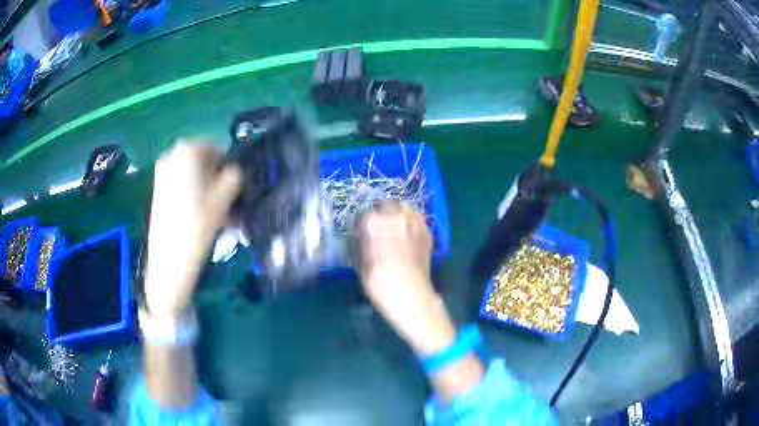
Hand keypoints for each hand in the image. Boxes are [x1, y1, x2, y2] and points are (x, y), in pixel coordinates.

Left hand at [145, 141, 241, 317]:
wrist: (169, 261)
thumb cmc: (197, 225)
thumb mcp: (225, 198)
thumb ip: (236, 176)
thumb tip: (236, 171)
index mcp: (187, 149)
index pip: (217, 149)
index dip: (230, 168)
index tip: (236, 190)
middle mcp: (172, 155)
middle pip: (204, 163)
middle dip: (218, 181)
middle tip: (228, 204)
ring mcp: (162, 173)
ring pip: (194, 177)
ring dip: (208, 191)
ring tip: (219, 216)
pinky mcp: (158, 191)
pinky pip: (183, 187)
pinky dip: (195, 197)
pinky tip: (202, 219)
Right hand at [357, 201, 455, 355]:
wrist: (410, 295)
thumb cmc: (379, 282)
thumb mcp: (360, 262)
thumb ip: (359, 242)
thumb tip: (358, 234)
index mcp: (375, 223)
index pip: (365, 213)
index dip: (363, 223)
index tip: (362, 231)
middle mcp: (396, 217)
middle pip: (386, 204)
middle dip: (381, 212)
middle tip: (379, 226)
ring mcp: (414, 222)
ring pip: (404, 206)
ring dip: (398, 213)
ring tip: (395, 227)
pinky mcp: (427, 231)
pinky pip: (417, 218)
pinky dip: (411, 222)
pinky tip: (407, 235)